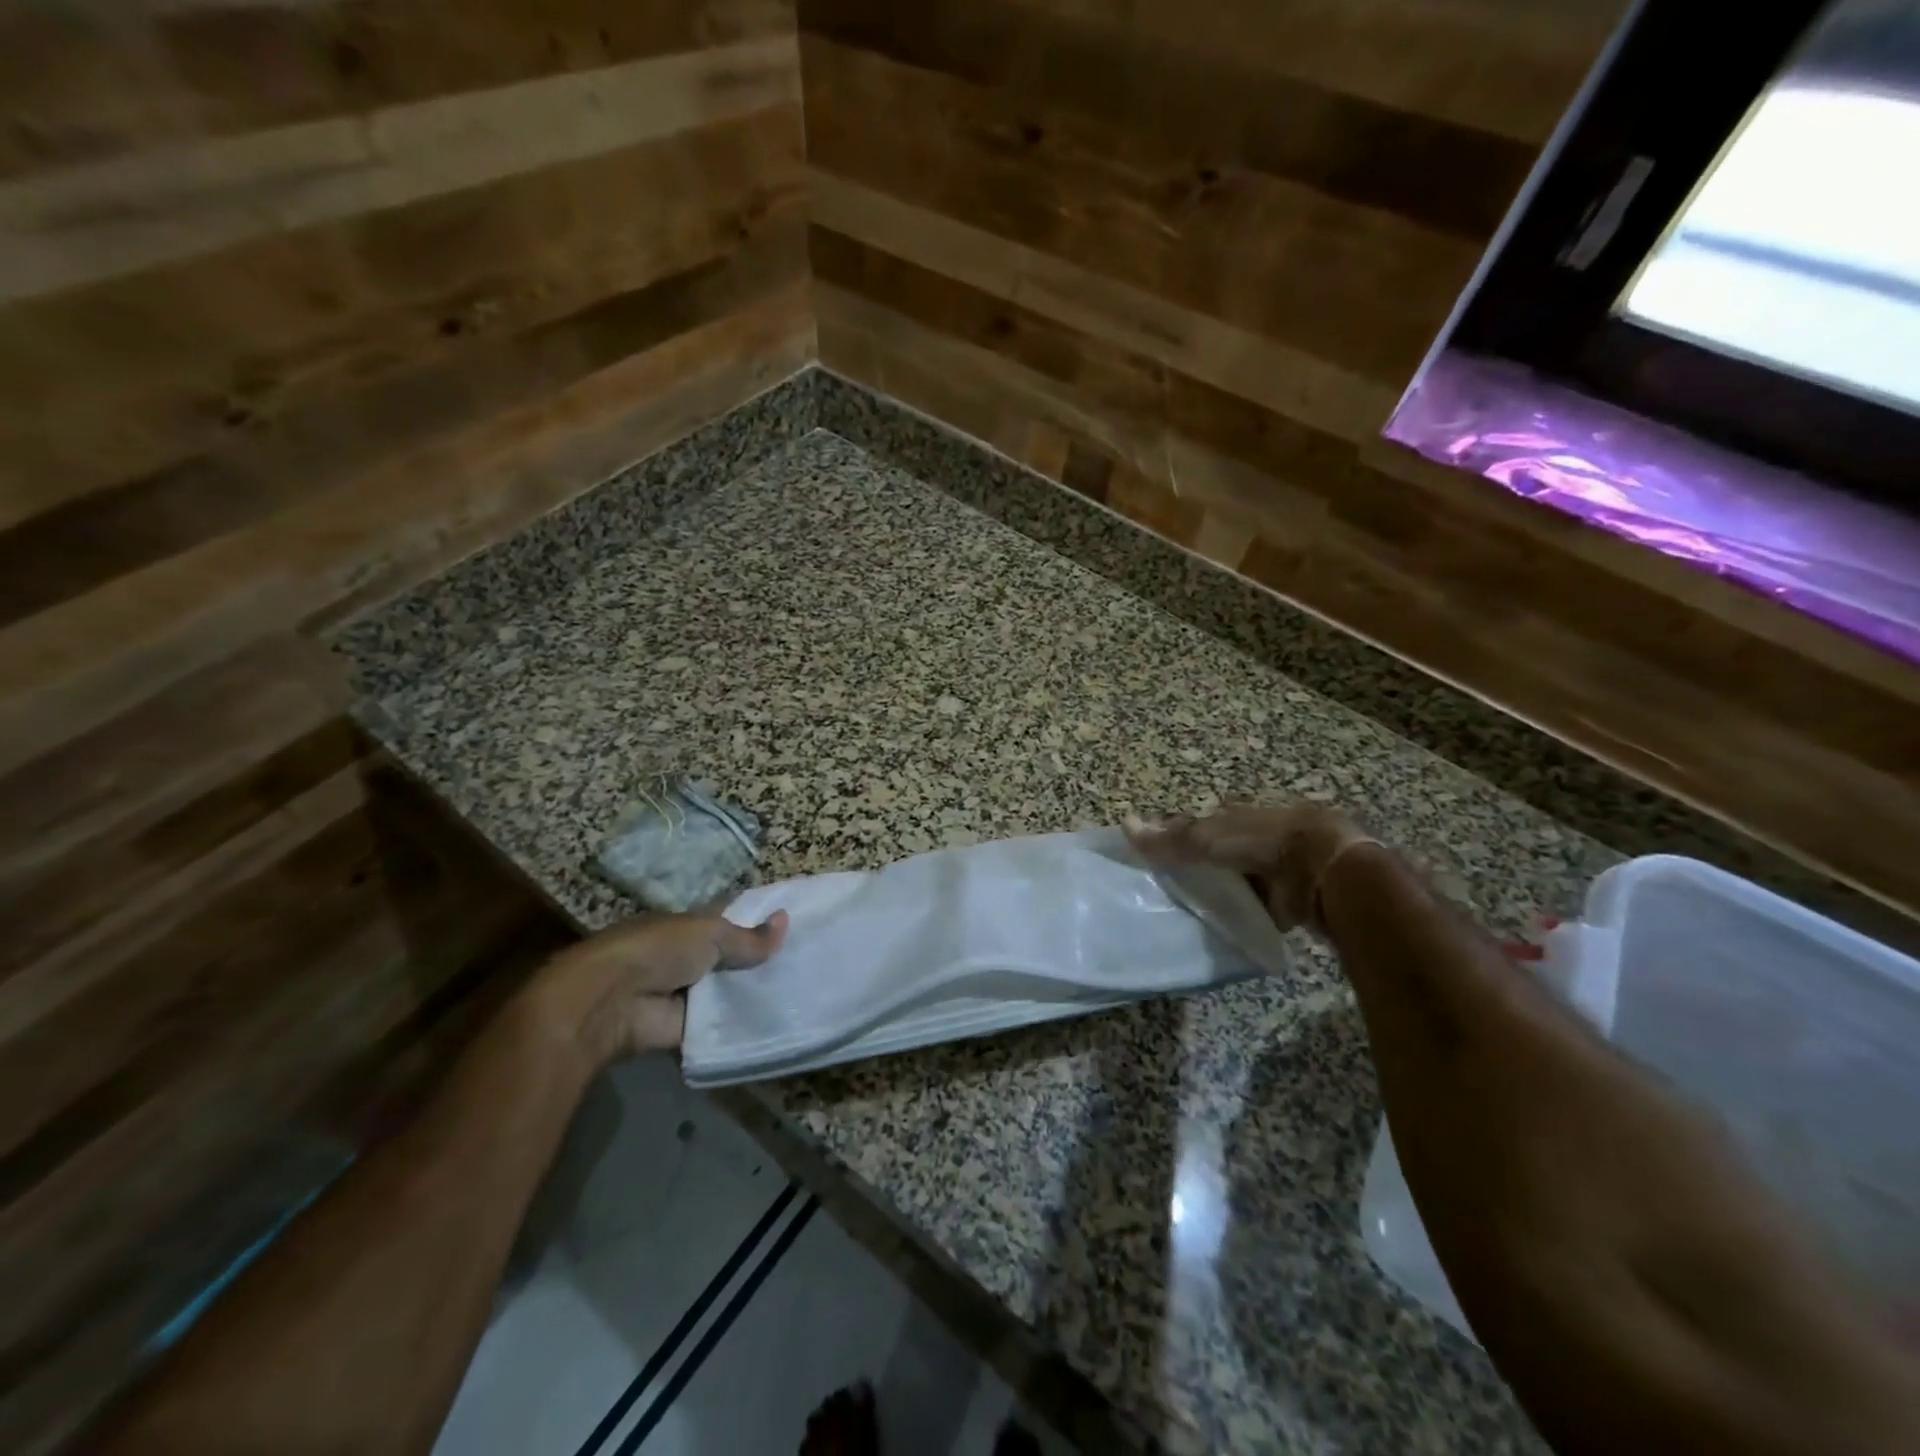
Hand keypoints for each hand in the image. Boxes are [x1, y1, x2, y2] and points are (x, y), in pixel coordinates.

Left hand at [525, 910, 788, 1067]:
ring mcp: (687, 994)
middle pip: (733, 959)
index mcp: (689, 927)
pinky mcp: (685, 1029)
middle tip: (810, 962)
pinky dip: (743, 1026)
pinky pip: (721, 1025)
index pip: (730, 921)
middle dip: (763, 961)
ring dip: (755, 994)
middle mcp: (689, 958)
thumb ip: (747, 937)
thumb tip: (786, 921)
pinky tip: (781, 1023)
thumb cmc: (657, 951)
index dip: (760, 922)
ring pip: (730, 992)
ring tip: (805, 993)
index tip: (797, 924)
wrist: (610, 1002)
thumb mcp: (709, 934)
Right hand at [1126, 803, 1375, 931]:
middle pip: (1209, 856)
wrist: (1321, 868)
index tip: (1148, 862)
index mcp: (1230, 816)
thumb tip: (1123, 824)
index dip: (1170, 841)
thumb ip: (1167, 839)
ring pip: (1227, 883)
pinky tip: (1212, 930)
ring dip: (1212, 896)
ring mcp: (1266, 870)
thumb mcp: (1206, 837)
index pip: (1191, 828)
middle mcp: (1247, 839)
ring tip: (1180, 916)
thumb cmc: (1260, 841)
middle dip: (1190, 871)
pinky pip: (1247, 909)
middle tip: (1160, 894)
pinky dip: (1234, 917)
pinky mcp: (1280, 900)